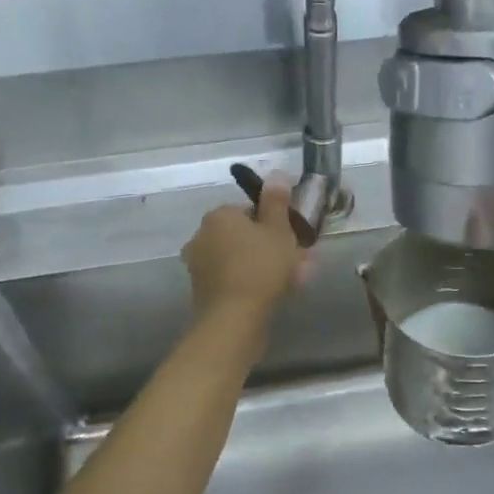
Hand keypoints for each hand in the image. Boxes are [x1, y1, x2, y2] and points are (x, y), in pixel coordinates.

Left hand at [182, 177, 308, 318]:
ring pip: (238, 258)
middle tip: (295, 262)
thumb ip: (277, 202)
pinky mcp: (201, 290)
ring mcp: (198, 264)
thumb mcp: (278, 230)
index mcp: (219, 215)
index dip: (274, 223)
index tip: (292, 239)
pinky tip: (269, 295)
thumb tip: (277, 174)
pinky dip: (248, 282)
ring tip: (289, 281)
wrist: (234, 318)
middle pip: (243, 235)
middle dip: (268, 245)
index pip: (250, 210)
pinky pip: (231, 278)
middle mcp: (202, 235)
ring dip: (260, 265)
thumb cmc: (261, 267)